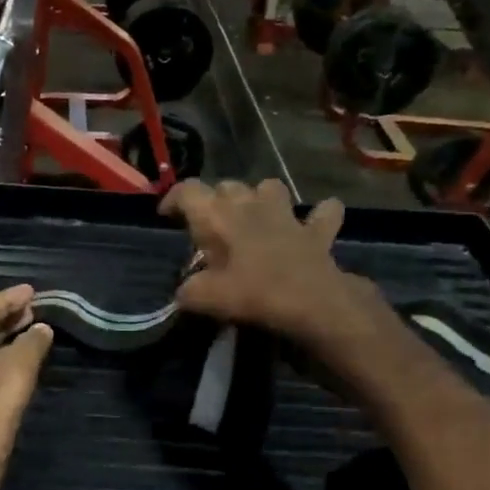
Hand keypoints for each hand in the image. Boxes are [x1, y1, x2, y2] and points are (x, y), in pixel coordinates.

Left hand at [0, 284, 53, 489]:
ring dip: (8, 342)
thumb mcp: (7, 386)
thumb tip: (42, 328)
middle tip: (36, 310)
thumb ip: (26, 352)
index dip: (4, 299)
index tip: (32, 291)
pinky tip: (27, 375)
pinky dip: (9, 368)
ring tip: (36, 333)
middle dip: (6, 318)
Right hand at [160, 179, 386, 345]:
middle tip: (209, 227)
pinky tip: (311, 225)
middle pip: (227, 187)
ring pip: (270, 187)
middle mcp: (251, 204)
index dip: (173, 198)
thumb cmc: (253, 294)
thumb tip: (184, 291)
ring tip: (254, 217)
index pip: (188, 191)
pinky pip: (323, 213)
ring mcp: (287, 214)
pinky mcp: (316, 231)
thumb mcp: (206, 298)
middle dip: (215, 201)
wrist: (312, 303)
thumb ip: (188, 291)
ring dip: (260, 197)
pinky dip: (318, 216)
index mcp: (219, 216)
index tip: (166, 215)